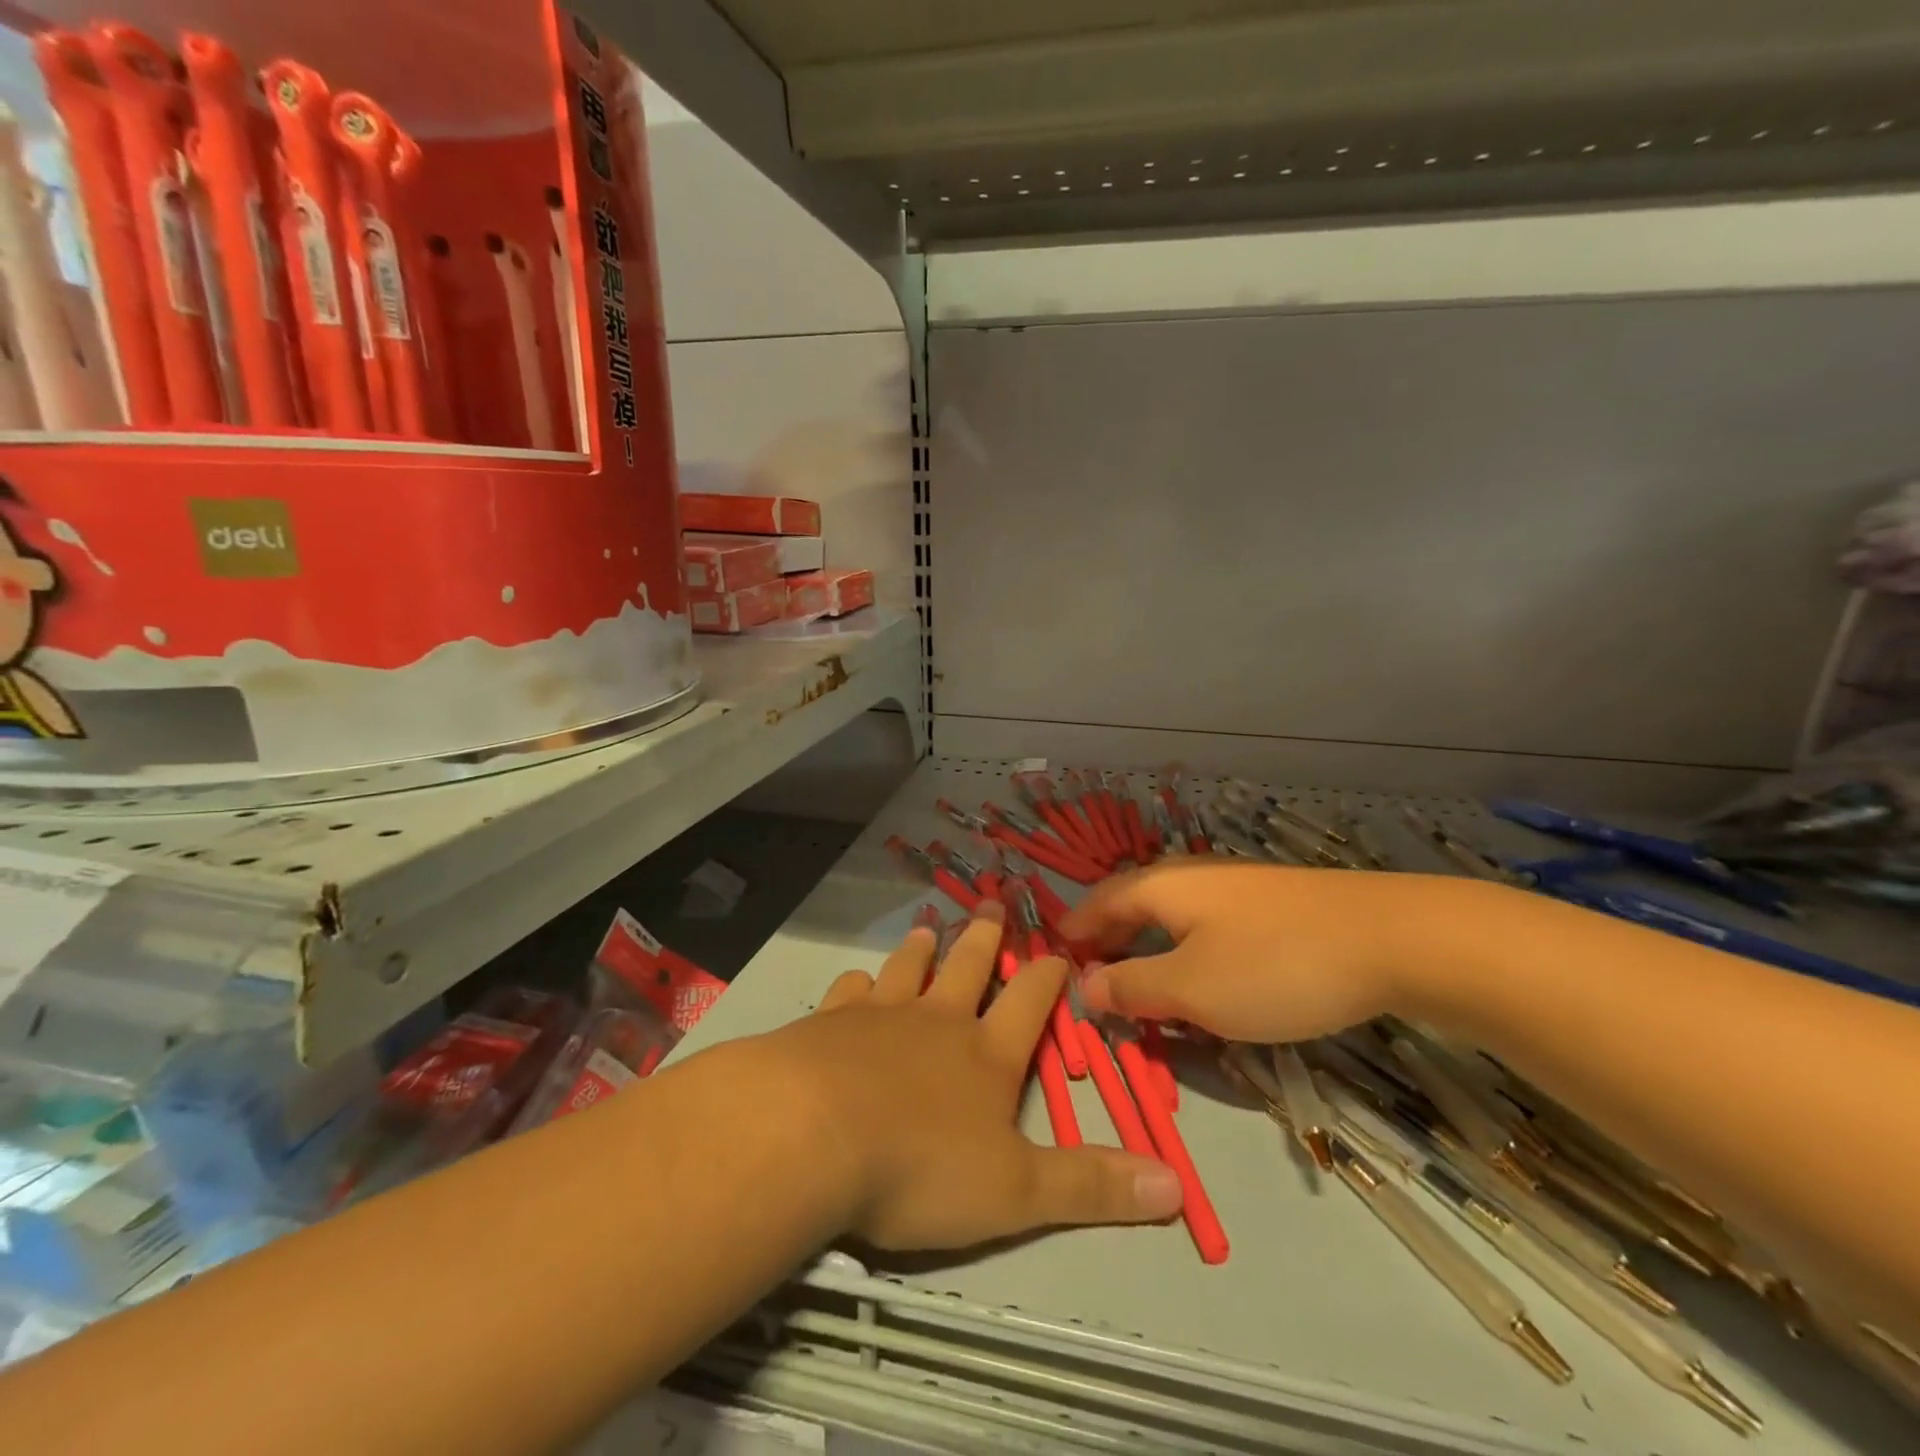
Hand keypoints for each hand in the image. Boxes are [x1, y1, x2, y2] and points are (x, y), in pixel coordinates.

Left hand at [754, 904, 1180, 1249]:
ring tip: (929, 927)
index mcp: (985, 1055)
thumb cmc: (920, 1167)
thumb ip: (1090, 1186)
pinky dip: (856, 983)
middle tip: (991, 901)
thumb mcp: (1016, 1191)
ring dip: (921, 949)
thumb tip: (1176, 1184)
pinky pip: (848, 991)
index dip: (1048, 976)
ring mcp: (878, 1015)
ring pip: (907, 969)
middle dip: (984, 937)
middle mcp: (936, 1022)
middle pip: (967, 967)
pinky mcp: (827, 1023)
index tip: (1059, 950)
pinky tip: (854, 980)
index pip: (1029, 1003)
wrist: (810, 1135)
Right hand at [1062, 861, 1482, 1042]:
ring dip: (1147, 946)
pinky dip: (1185, 948)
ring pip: (1172, 914)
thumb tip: (1085, 984)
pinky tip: (1203, 974)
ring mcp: (1236, 886)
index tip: (1053, 959)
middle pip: (1133, 903)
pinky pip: (1207, 924)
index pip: (1098, 903)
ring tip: (1142, 982)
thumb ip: (1133, 987)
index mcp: (1161, 887)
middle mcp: (1192, 876)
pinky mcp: (1273, 904)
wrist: (1393, 938)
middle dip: (1109, 939)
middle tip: (1094, 978)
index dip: (1074, 931)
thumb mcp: (1192, 988)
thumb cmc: (1275, 965)